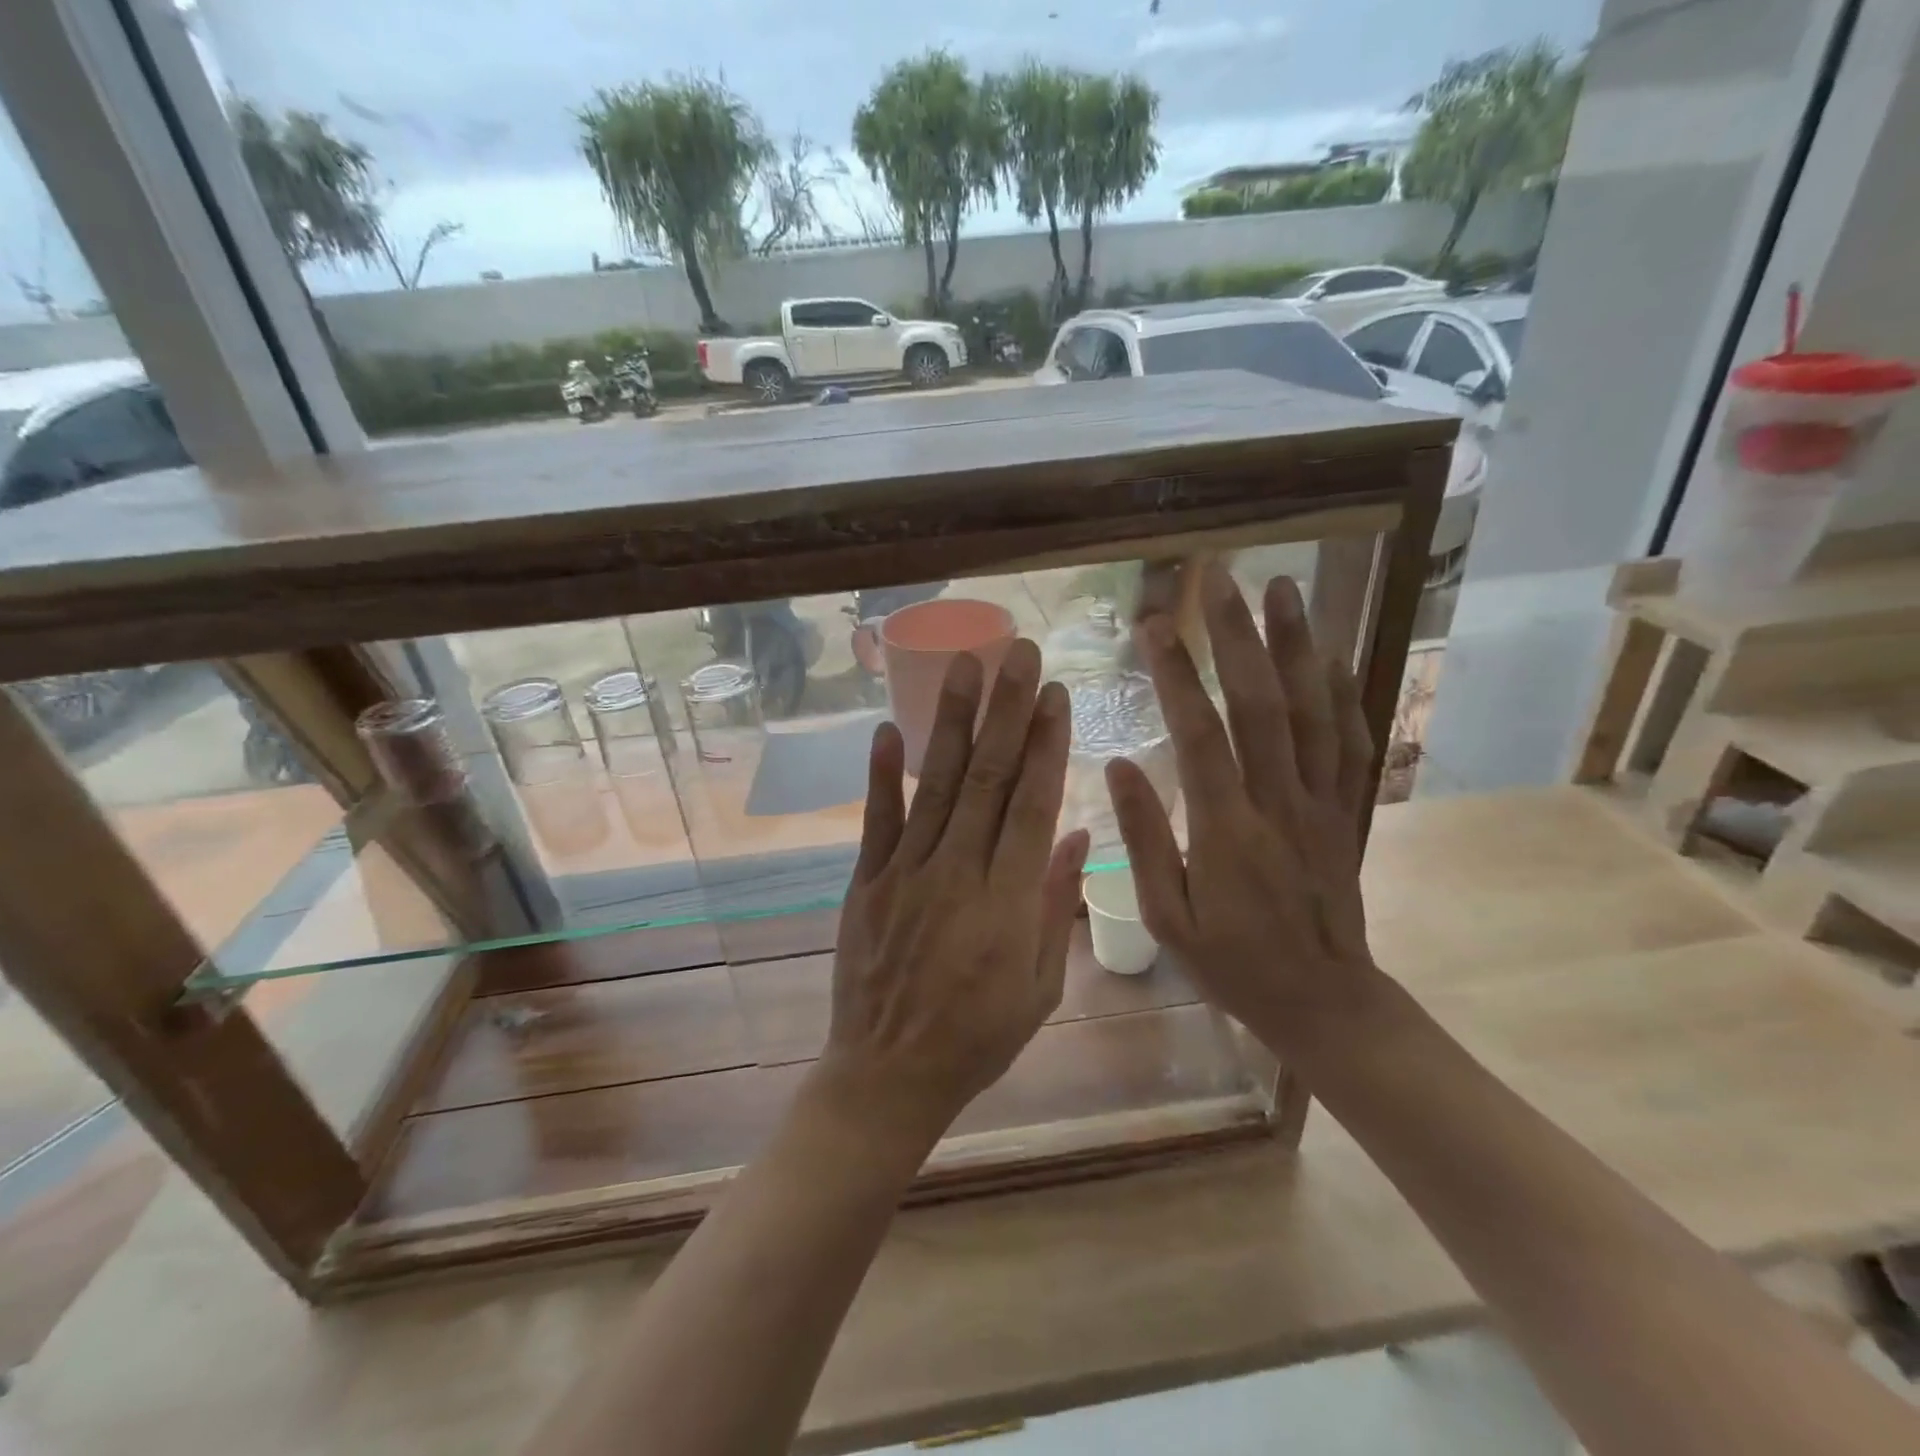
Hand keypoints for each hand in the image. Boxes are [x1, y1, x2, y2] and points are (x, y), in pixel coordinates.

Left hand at [823, 639, 1090, 1148]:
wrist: (888, 1075)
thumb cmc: (978, 1037)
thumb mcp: (1041, 988)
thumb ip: (1057, 905)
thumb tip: (1077, 834)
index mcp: (1008, 903)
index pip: (1033, 805)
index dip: (1046, 745)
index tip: (1056, 695)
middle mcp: (958, 875)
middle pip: (988, 779)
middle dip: (1007, 710)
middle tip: (1019, 652)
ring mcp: (906, 875)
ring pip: (937, 785)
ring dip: (952, 722)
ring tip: (965, 665)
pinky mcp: (865, 883)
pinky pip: (876, 821)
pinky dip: (882, 774)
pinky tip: (888, 728)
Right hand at [1106, 565, 1376, 1054]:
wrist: (1324, 1000)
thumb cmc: (1232, 962)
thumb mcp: (1168, 916)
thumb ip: (1143, 838)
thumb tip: (1123, 763)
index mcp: (1226, 828)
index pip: (1199, 733)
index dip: (1175, 675)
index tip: (1153, 626)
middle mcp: (1279, 801)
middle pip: (1260, 703)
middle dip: (1238, 635)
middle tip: (1219, 578)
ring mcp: (1322, 802)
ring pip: (1312, 710)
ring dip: (1296, 644)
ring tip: (1281, 589)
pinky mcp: (1347, 811)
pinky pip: (1351, 741)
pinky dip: (1342, 693)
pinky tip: (1330, 655)